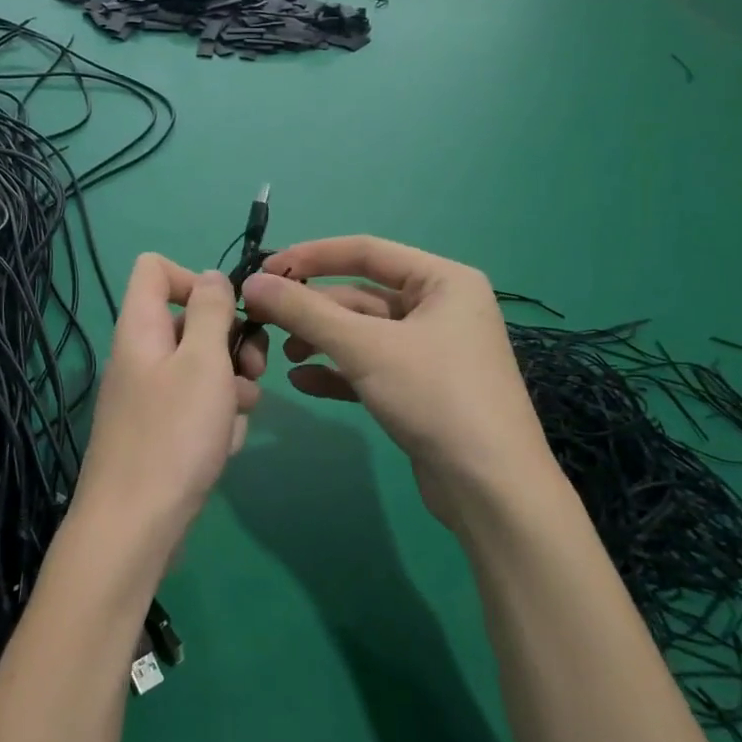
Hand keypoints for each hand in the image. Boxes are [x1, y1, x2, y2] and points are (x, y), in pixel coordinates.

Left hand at [71, 255, 265, 562]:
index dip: (194, 278)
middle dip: (230, 342)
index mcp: (141, 327)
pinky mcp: (160, 432)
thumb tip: (211, 277)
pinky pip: (197, 408)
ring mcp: (149, 397)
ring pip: (202, 368)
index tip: (227, 311)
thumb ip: (210, 312)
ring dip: (230, 386)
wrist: (136, 527)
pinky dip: (216, 420)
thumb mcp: (203, 362)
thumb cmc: (173, 435)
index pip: (154, 268)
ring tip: (238, 415)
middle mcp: (141, 355)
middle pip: (189, 321)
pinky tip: (224, 447)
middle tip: (253, 370)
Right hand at [240, 236, 558, 534]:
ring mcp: (432, 351)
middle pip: (361, 295)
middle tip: (263, 319)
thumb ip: (305, 312)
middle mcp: (440, 308)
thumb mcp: (365, 348)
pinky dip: (337, 371)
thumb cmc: (435, 396)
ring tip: (282, 355)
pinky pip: (371, 367)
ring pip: (363, 333)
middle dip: (313, 309)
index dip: (311, 256)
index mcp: (443, 281)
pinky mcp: (421, 388)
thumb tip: (252, 283)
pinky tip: (302, 382)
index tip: (265, 270)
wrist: (490, 489)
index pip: (366, 252)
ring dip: (321, 340)